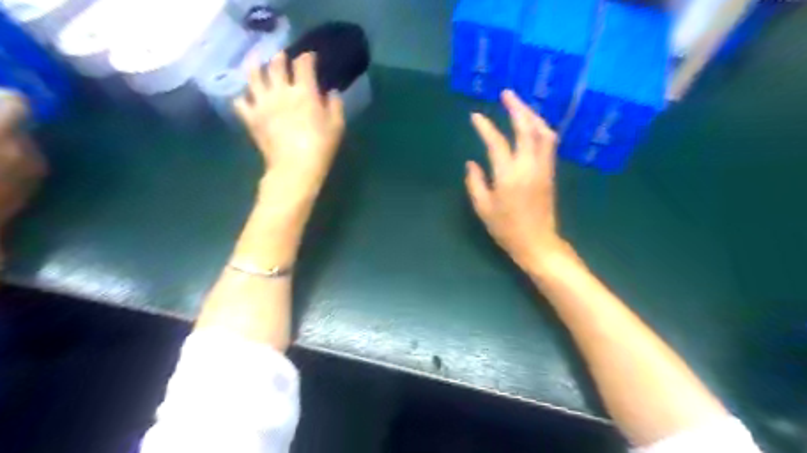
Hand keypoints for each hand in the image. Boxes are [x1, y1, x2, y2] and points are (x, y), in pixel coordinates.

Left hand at [236, 51, 344, 200]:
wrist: (295, 168)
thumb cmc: (320, 147)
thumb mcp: (337, 126)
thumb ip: (335, 105)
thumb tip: (331, 92)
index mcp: (304, 92)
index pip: (304, 64)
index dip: (307, 57)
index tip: (310, 57)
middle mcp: (281, 91)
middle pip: (276, 64)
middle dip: (280, 58)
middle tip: (283, 58)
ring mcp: (262, 103)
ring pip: (253, 76)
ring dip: (255, 67)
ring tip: (257, 65)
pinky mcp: (250, 117)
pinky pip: (240, 101)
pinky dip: (243, 97)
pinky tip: (247, 97)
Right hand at [463, 88, 568, 272]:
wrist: (537, 243)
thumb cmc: (506, 229)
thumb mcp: (483, 208)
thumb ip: (475, 183)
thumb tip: (472, 163)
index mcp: (509, 175)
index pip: (497, 143)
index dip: (485, 128)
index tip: (475, 116)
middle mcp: (529, 166)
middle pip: (527, 129)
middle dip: (517, 108)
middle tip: (507, 93)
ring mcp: (543, 168)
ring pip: (543, 133)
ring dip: (532, 115)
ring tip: (520, 106)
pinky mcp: (550, 173)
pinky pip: (548, 143)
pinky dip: (540, 128)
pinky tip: (532, 126)